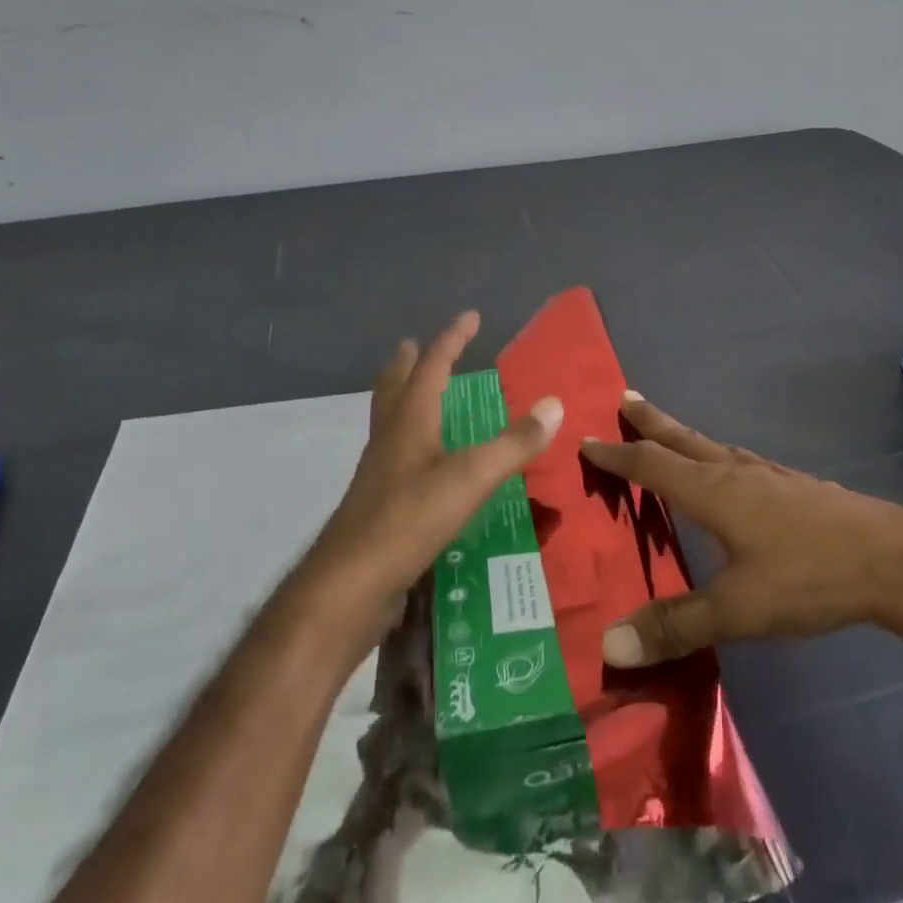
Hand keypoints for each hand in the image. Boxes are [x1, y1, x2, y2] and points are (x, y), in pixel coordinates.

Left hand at [292, 311, 562, 652]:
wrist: (349, 586)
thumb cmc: (409, 521)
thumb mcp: (470, 479)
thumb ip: (513, 444)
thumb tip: (554, 404)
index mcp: (409, 422)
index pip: (432, 367)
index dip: (452, 339)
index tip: (470, 316)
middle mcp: (390, 439)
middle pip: (395, 388)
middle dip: (408, 364)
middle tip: (415, 345)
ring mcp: (379, 473)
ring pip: (389, 420)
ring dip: (402, 397)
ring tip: (415, 393)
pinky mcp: (378, 504)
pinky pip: (394, 454)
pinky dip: (408, 439)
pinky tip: (421, 460)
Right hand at [581, 396, 902, 665]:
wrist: (893, 559)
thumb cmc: (808, 577)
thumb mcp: (736, 610)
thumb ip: (674, 625)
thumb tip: (607, 642)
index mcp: (713, 491)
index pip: (651, 465)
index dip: (617, 455)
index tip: (587, 439)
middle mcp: (736, 472)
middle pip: (683, 440)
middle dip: (651, 422)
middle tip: (625, 399)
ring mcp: (769, 477)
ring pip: (713, 448)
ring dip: (683, 437)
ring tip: (668, 433)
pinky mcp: (795, 488)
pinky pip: (739, 462)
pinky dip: (716, 457)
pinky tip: (731, 473)